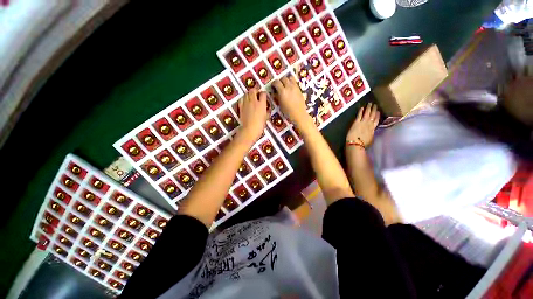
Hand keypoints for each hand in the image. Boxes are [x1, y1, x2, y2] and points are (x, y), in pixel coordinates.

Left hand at [237, 89, 268, 143]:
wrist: (249, 130)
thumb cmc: (260, 126)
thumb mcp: (266, 119)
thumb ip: (267, 112)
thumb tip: (267, 110)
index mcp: (262, 104)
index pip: (263, 93)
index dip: (264, 93)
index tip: (264, 96)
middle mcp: (253, 101)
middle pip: (253, 90)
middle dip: (255, 90)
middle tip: (257, 94)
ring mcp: (246, 103)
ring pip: (246, 93)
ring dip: (249, 94)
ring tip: (251, 97)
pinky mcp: (240, 107)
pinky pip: (241, 99)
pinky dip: (243, 98)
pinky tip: (245, 101)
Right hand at [272, 75, 309, 124]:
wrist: (299, 114)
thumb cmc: (288, 112)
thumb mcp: (280, 105)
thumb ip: (277, 97)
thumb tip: (274, 93)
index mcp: (282, 92)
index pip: (276, 82)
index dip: (274, 83)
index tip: (273, 86)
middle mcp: (289, 87)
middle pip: (283, 78)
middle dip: (280, 81)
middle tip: (279, 86)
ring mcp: (295, 87)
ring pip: (290, 78)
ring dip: (287, 80)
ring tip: (285, 85)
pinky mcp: (299, 89)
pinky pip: (295, 82)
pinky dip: (292, 83)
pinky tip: (290, 88)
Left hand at [346, 103, 379, 146]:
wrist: (356, 144)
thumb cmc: (363, 144)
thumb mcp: (370, 139)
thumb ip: (371, 134)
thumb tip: (371, 133)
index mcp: (373, 129)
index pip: (376, 121)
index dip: (377, 116)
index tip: (378, 111)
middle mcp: (369, 125)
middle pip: (372, 116)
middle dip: (374, 110)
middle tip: (375, 105)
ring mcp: (363, 123)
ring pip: (367, 114)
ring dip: (369, 108)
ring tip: (370, 103)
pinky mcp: (356, 122)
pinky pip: (359, 115)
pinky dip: (361, 111)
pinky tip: (362, 107)